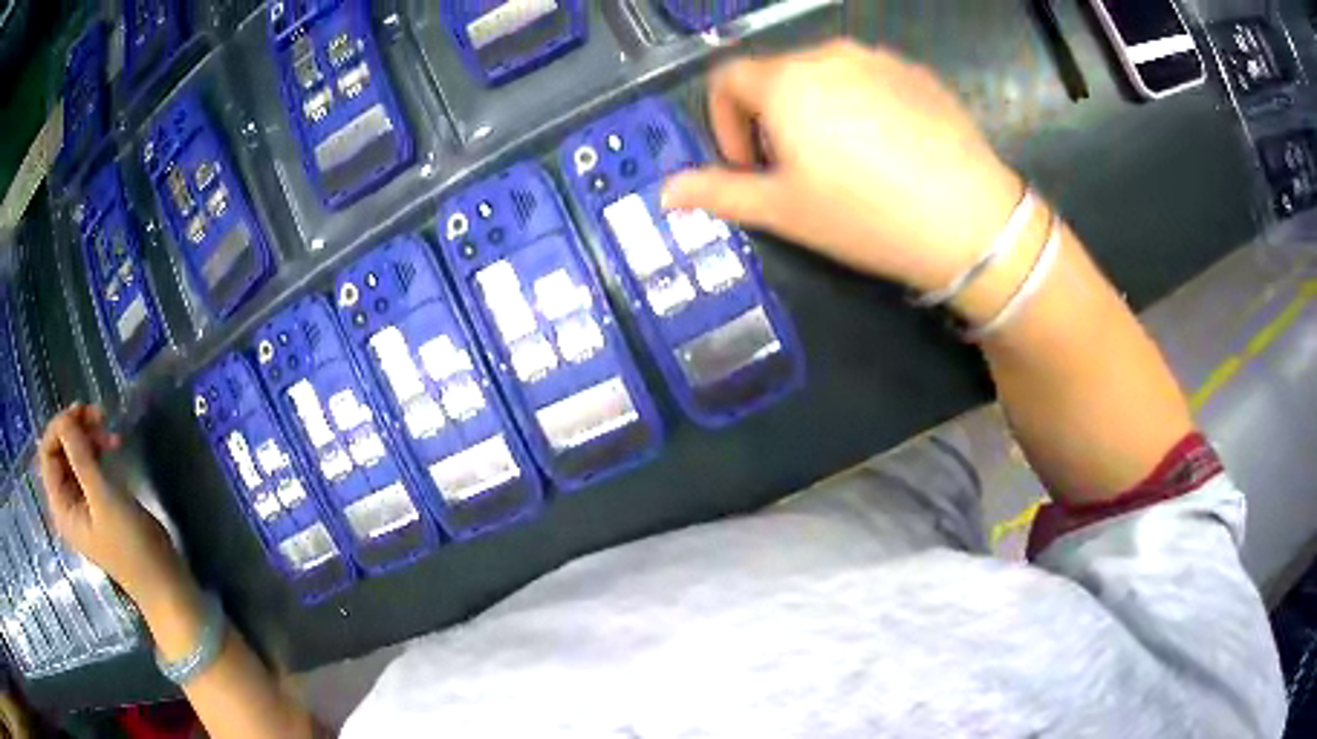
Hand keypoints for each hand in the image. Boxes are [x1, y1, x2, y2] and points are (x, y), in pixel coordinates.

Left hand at [37, 404, 189, 608]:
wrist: (163, 582)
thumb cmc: (130, 545)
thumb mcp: (103, 498)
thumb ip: (80, 457)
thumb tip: (65, 419)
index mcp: (61, 507)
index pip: (47, 453)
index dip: (59, 427)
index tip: (82, 413)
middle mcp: (66, 503)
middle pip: (60, 451)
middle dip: (76, 429)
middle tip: (99, 415)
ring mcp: (82, 503)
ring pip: (75, 455)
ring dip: (88, 436)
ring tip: (110, 429)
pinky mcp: (98, 502)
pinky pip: (88, 466)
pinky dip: (98, 450)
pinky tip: (114, 446)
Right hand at [662, 40, 1023, 293]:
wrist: (970, 219)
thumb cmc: (865, 214)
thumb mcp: (784, 210)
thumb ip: (719, 193)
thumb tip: (666, 193)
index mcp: (786, 81)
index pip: (726, 79)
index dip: (723, 121)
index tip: (746, 165)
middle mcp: (828, 55)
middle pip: (776, 76)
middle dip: (769, 119)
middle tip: (794, 170)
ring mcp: (879, 59)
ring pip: (824, 75)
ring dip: (813, 109)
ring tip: (843, 160)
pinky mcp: (918, 74)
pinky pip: (869, 79)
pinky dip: (858, 104)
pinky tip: (886, 149)